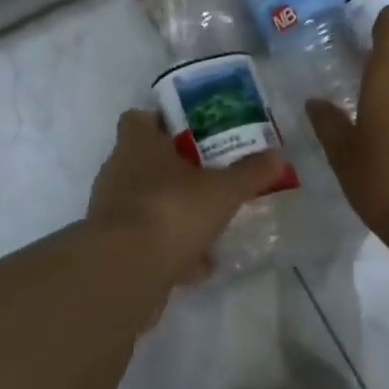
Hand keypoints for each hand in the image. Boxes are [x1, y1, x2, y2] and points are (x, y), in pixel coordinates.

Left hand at [86, 109, 285, 281]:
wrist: (126, 270)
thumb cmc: (171, 210)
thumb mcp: (223, 190)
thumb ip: (250, 173)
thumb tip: (277, 155)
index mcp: (137, 144)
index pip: (139, 118)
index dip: (162, 122)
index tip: (191, 133)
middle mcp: (118, 171)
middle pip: (144, 161)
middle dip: (175, 170)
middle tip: (208, 176)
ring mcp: (111, 210)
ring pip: (146, 203)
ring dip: (173, 212)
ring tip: (209, 224)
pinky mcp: (112, 246)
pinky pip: (146, 241)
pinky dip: (169, 250)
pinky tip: (199, 265)